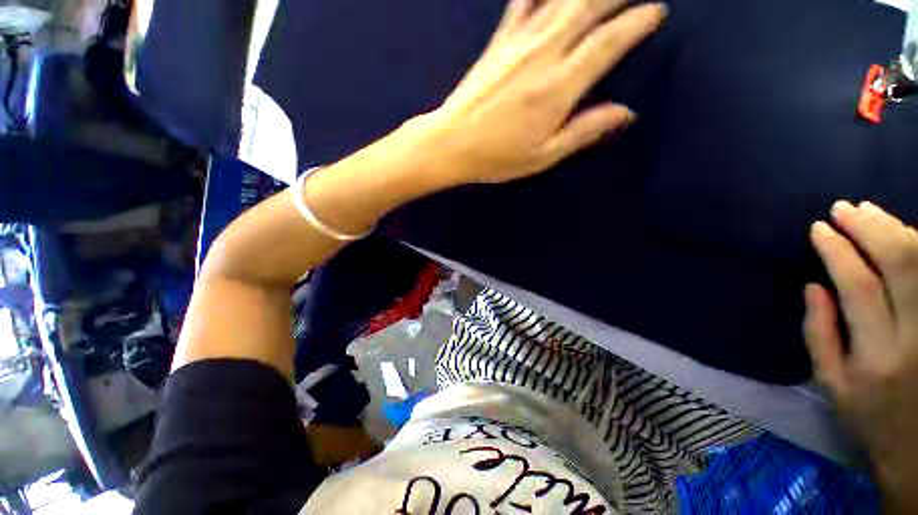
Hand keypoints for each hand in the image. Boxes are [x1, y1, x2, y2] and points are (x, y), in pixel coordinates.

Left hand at [418, 0, 665, 184]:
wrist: (451, 143)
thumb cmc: (496, 157)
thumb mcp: (543, 156)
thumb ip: (584, 131)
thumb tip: (626, 112)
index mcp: (558, 88)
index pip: (608, 42)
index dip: (637, 22)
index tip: (655, 11)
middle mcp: (543, 54)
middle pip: (588, 6)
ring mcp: (518, 43)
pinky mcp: (499, 41)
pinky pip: (523, 0)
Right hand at [804, 200, 917, 512]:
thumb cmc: (871, 416)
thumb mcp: (832, 385)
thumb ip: (818, 334)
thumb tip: (813, 286)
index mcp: (876, 357)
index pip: (858, 286)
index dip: (838, 250)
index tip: (818, 228)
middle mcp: (913, 337)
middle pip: (899, 265)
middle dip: (868, 229)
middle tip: (842, 208)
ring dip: (894, 229)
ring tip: (867, 211)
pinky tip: (902, 231)